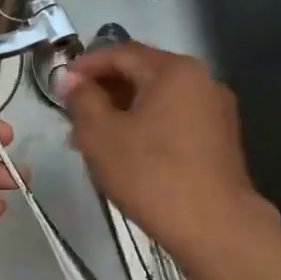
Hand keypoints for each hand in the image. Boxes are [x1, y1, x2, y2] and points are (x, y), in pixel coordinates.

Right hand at [59, 41, 280, 263]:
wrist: (214, 227)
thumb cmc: (150, 174)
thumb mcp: (100, 135)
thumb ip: (81, 99)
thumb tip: (69, 78)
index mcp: (174, 70)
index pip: (121, 53)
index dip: (86, 65)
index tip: (60, 84)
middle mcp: (201, 79)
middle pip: (142, 72)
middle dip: (104, 89)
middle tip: (73, 112)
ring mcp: (215, 108)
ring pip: (157, 97)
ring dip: (123, 108)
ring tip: (93, 136)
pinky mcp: (220, 136)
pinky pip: (174, 117)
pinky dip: (146, 123)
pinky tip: (126, 150)